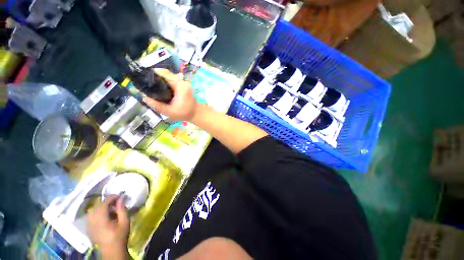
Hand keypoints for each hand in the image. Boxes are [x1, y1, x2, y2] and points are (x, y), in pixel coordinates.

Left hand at [87, 195, 129, 253]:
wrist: (111, 251)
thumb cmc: (119, 238)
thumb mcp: (124, 224)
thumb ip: (122, 210)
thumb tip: (121, 199)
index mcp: (100, 212)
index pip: (106, 200)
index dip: (113, 197)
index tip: (120, 197)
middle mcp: (92, 213)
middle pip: (100, 204)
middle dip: (108, 204)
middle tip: (116, 207)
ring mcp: (88, 219)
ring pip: (95, 209)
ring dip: (103, 210)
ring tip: (110, 215)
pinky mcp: (88, 225)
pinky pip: (92, 216)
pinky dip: (98, 215)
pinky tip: (104, 221)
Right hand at [144, 68, 197, 121]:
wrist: (195, 113)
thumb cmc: (183, 113)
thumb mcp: (169, 111)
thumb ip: (157, 106)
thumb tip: (145, 98)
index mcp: (180, 85)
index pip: (167, 74)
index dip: (157, 72)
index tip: (147, 73)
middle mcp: (182, 81)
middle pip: (167, 74)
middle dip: (156, 76)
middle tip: (145, 79)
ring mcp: (182, 81)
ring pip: (169, 77)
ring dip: (160, 78)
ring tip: (149, 82)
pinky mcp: (181, 83)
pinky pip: (171, 80)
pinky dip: (164, 82)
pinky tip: (157, 86)